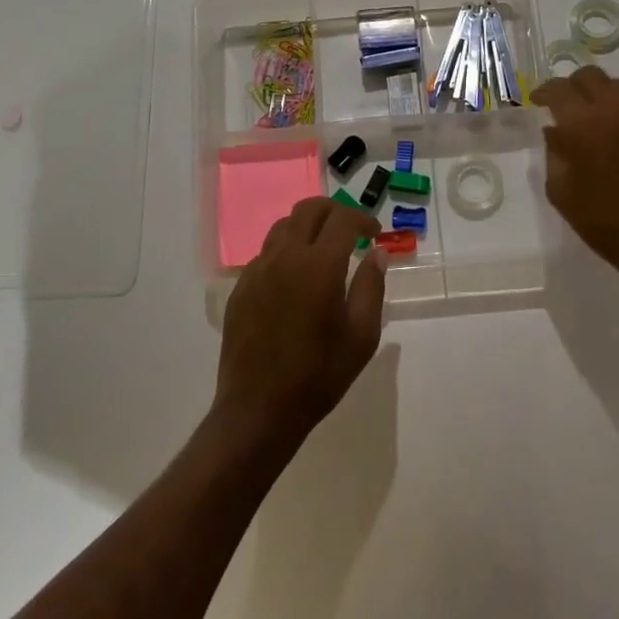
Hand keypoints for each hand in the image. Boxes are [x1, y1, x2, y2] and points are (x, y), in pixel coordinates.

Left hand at [214, 198, 387, 454]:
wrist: (259, 409)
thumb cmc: (319, 375)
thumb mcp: (361, 335)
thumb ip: (371, 286)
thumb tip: (377, 253)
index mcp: (318, 265)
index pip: (343, 219)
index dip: (363, 219)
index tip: (375, 234)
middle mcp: (285, 256)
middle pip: (308, 209)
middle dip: (334, 211)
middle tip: (351, 231)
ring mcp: (257, 270)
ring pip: (283, 226)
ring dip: (308, 227)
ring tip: (323, 251)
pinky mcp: (241, 287)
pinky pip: (266, 253)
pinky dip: (286, 251)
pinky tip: (296, 280)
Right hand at [534, 65, 618, 299]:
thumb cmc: (601, 221)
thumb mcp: (561, 191)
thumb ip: (554, 154)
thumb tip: (553, 131)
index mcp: (585, 126)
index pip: (560, 89)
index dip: (544, 91)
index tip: (537, 101)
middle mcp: (615, 113)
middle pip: (591, 76)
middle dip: (572, 84)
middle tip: (561, 103)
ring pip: (617, 87)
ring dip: (597, 94)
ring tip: (586, 116)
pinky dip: (616, 113)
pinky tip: (611, 139)